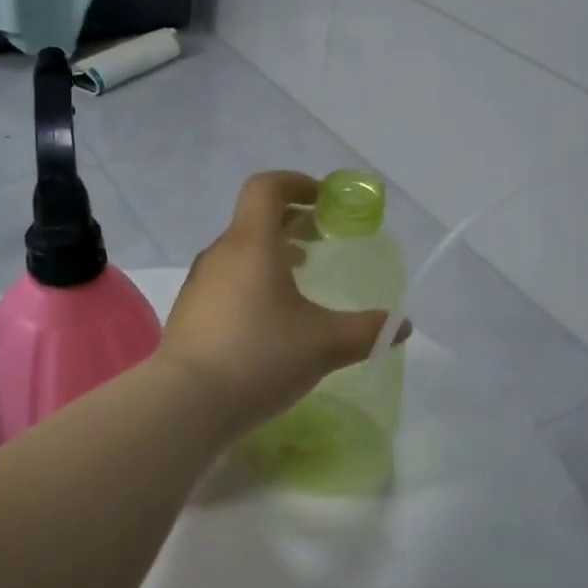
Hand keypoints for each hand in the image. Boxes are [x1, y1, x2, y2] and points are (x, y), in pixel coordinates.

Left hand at [159, 171, 395, 433]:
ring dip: (271, 255)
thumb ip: (368, 331)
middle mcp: (220, 255)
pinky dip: (252, 282)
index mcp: (251, 243)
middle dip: (291, 222)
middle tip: (322, 240)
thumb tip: (401, 326)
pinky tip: (269, 320)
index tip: (325, 201)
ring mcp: (199, 285)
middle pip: (254, 220)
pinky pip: (225, 282)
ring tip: (300, 277)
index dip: (297, 184)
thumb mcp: (325, 344)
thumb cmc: (259, 357)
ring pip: (239, 253)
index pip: (266, 188)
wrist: (185, 403)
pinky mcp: (189, 314)